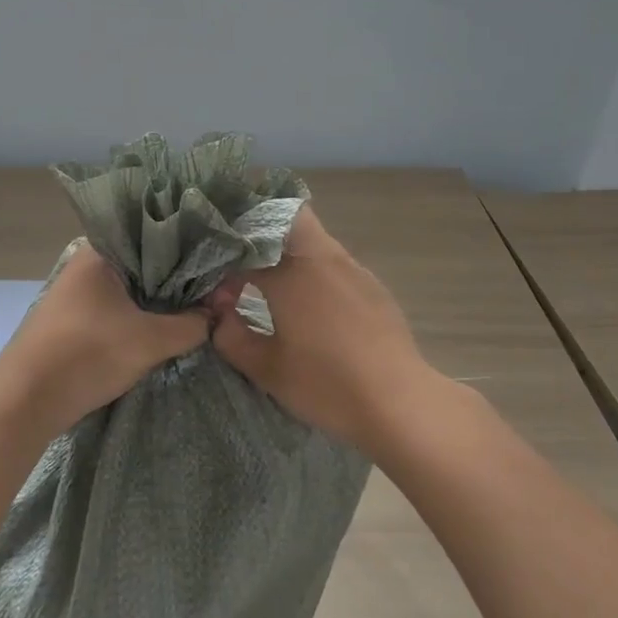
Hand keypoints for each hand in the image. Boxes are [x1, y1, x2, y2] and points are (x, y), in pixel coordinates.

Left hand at [0, 242, 210, 431]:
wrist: (25, 401)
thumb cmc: (88, 354)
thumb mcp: (151, 340)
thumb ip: (191, 324)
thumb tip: (218, 315)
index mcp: (100, 251)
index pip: (154, 236)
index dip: (188, 250)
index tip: (217, 265)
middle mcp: (86, 264)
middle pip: (143, 264)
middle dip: (175, 280)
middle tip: (213, 291)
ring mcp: (76, 293)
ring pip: (129, 290)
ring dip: (156, 302)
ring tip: (195, 310)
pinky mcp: (72, 321)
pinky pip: (115, 310)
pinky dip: (137, 317)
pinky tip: (160, 329)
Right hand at [210, 206, 436, 450]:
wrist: (398, 401)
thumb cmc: (327, 384)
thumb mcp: (267, 369)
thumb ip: (231, 336)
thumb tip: (219, 315)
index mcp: (291, 273)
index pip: (244, 252)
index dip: (224, 270)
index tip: (220, 298)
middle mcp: (322, 258)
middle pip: (287, 216)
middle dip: (259, 229)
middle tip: (241, 261)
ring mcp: (351, 268)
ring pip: (313, 236)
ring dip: (287, 249)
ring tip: (272, 283)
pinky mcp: (371, 285)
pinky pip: (333, 260)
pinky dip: (313, 267)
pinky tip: (311, 303)